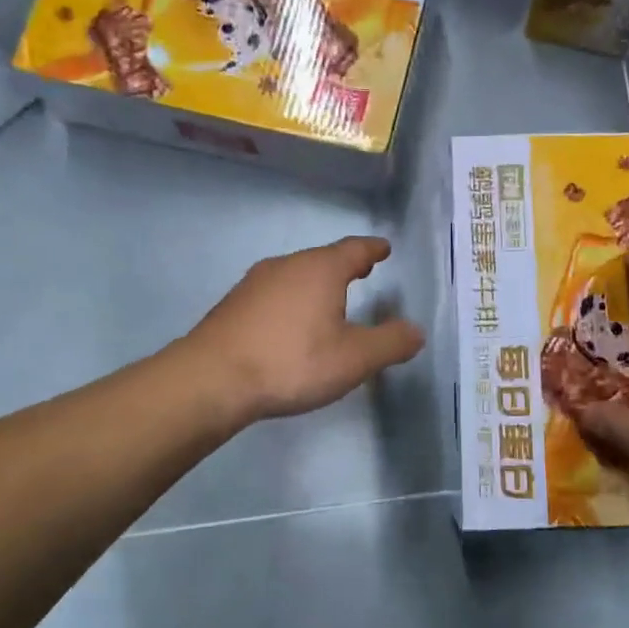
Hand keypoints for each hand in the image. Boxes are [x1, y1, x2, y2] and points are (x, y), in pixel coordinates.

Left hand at [187, 236, 424, 424]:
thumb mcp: (354, 359)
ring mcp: (255, 283)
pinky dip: (292, 300)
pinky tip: (291, 323)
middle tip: (362, 271)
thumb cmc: (292, 362)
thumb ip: (390, 343)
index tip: (384, 248)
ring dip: (316, 283)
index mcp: (320, 270)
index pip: (354, 249)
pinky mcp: (234, 305)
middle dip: (344, 265)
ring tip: (330, 298)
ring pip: (295, 275)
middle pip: (322, 258)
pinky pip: (274, 294)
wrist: (212, 379)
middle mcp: (287, 266)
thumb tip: (416, 331)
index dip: (372, 249)